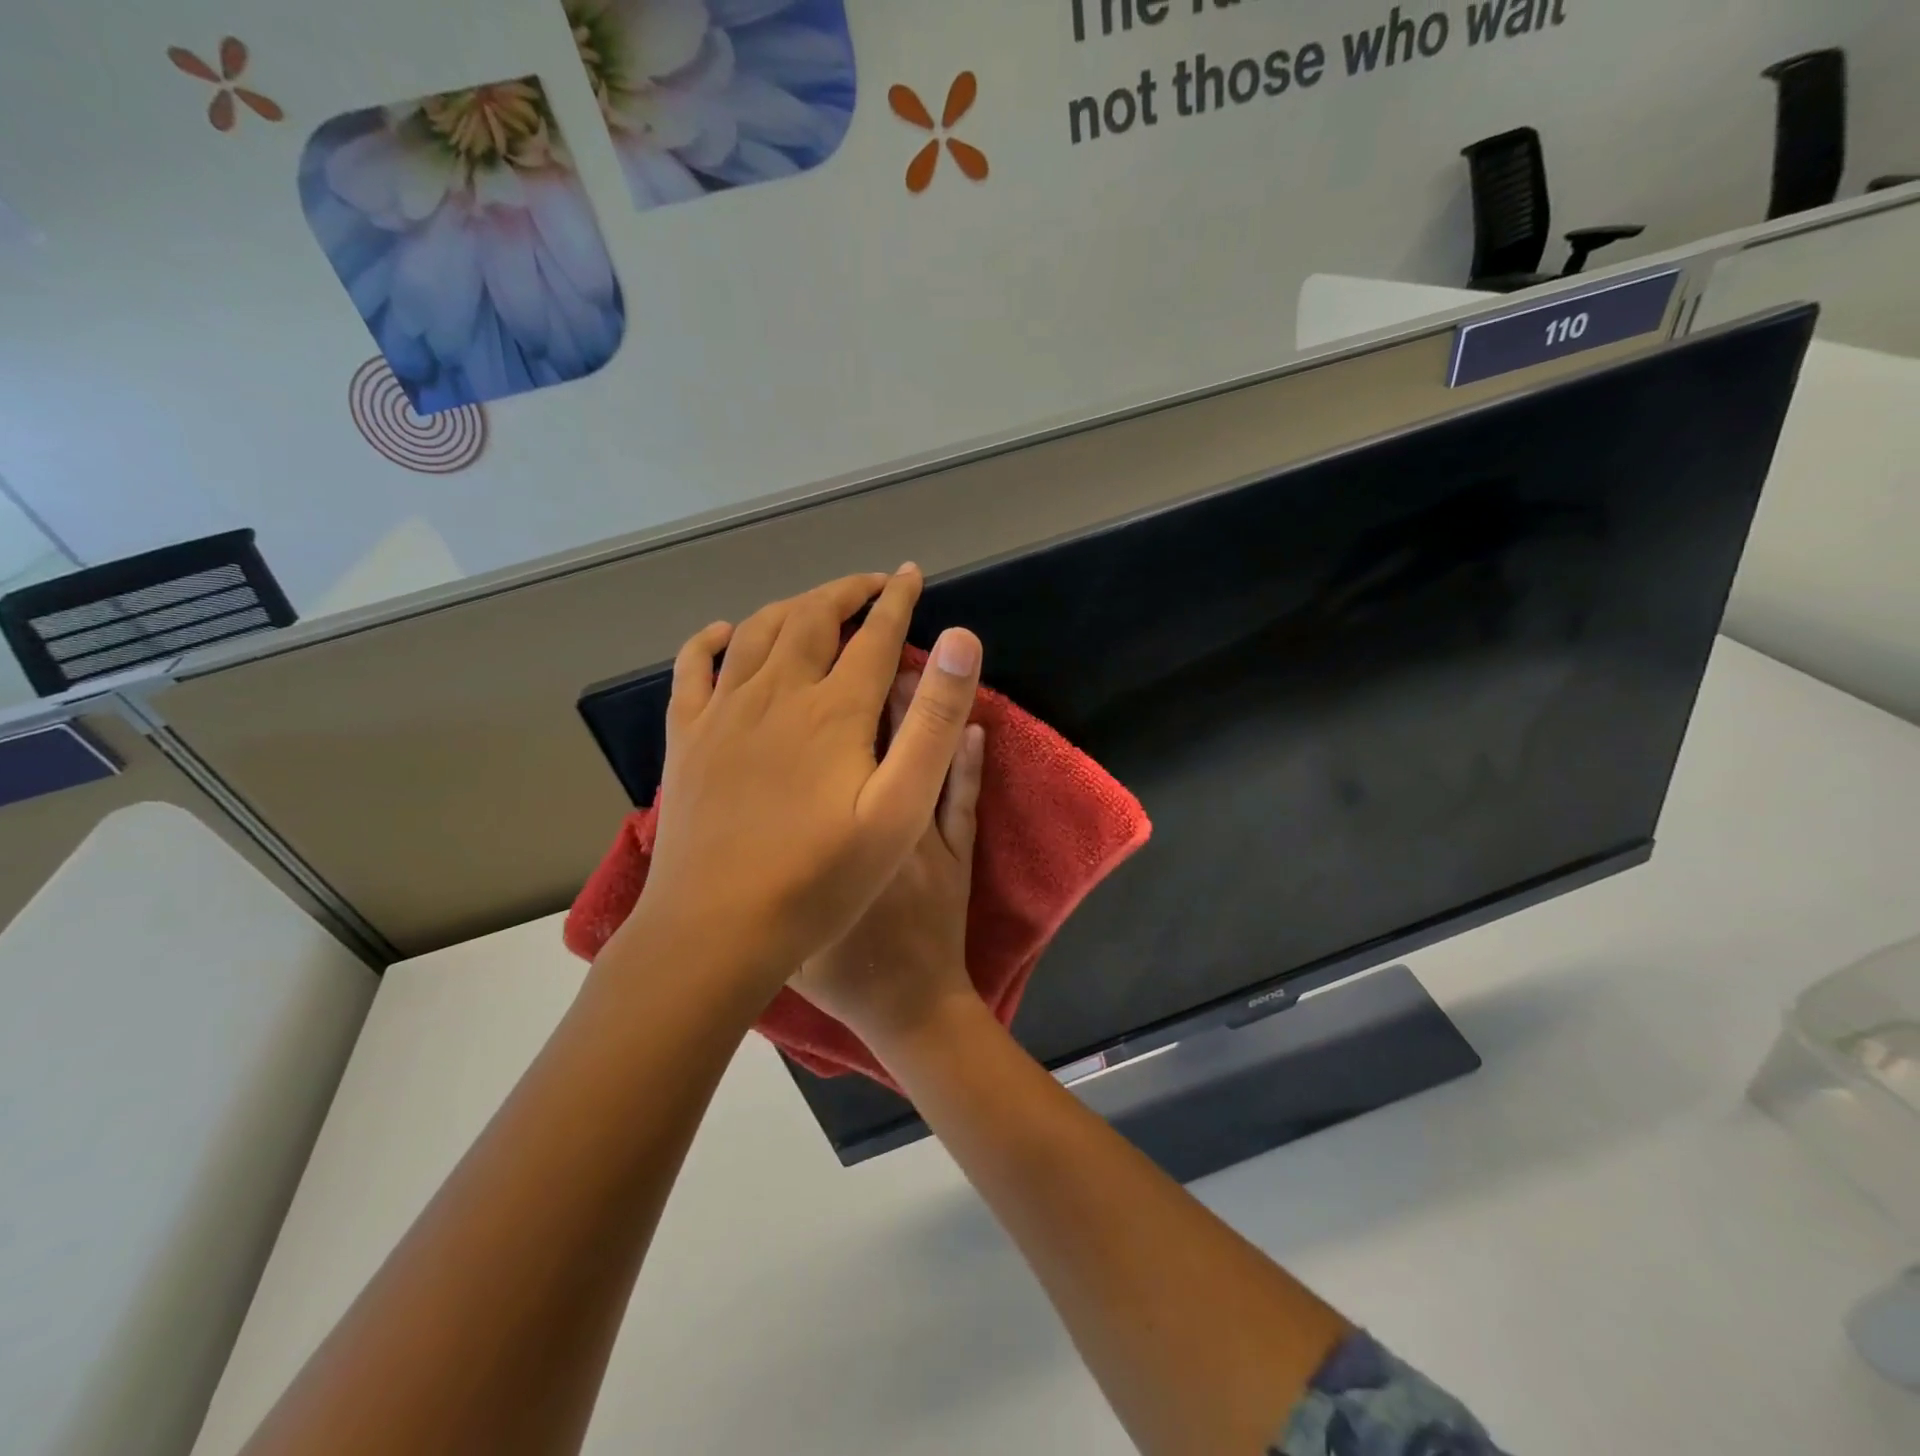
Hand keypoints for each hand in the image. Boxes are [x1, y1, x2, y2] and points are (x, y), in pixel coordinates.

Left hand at [623, 566, 984, 991]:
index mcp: (833, 708)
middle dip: (846, 592)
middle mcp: (775, 692)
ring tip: (816, 603)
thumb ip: (933, 722)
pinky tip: (724, 633)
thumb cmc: (820, 877)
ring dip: (792, 606)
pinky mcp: (687, 737)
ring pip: (756, 631)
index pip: (873, 634)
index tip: (911, 575)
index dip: (897, 600)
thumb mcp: (901, 808)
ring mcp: (723, 712)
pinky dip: (711, 638)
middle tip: (873, 585)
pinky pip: (693, 667)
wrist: (717, 927)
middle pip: (811, 617)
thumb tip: (960, 639)